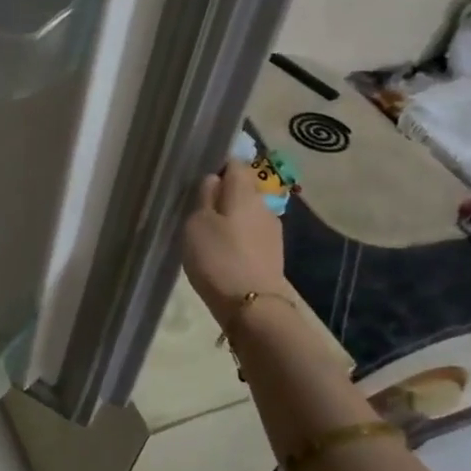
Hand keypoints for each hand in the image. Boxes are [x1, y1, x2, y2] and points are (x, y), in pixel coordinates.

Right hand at [181, 160, 287, 326]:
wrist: (252, 306)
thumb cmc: (218, 258)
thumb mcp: (197, 223)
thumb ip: (205, 196)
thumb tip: (213, 179)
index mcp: (245, 192)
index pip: (234, 164)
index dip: (216, 166)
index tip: (198, 179)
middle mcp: (264, 205)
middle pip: (243, 189)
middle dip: (223, 194)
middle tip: (197, 209)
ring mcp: (272, 230)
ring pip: (247, 213)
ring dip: (231, 217)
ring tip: (208, 233)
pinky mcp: (273, 253)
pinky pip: (251, 234)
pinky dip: (238, 237)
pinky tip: (223, 252)